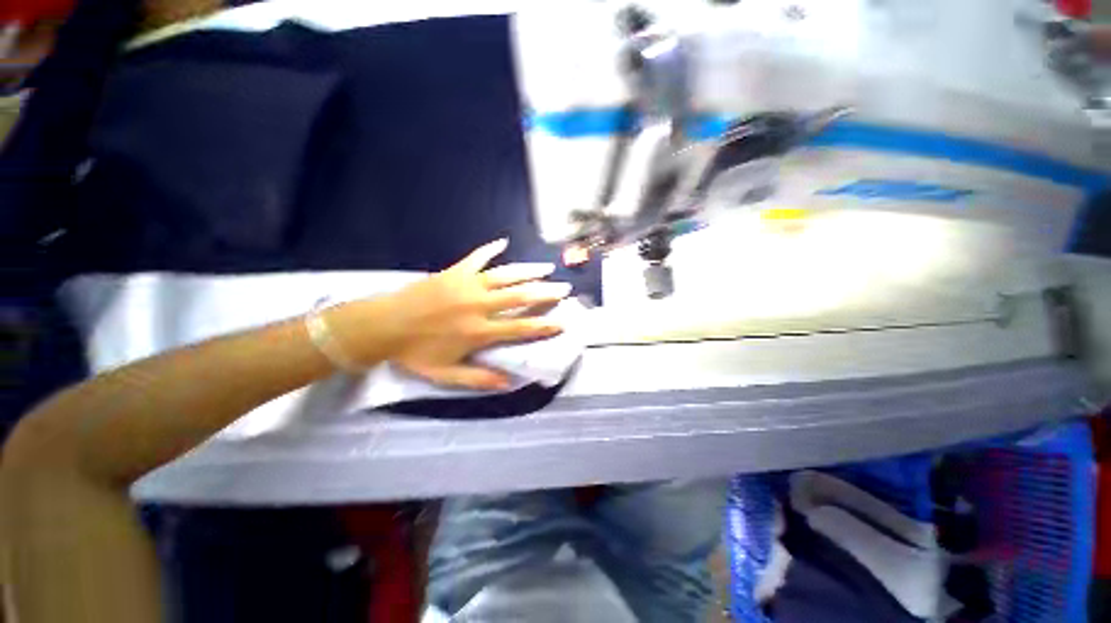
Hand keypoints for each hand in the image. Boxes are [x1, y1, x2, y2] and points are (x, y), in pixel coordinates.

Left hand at [327, 239, 570, 389]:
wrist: (383, 325)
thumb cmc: (415, 352)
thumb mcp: (446, 374)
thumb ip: (479, 377)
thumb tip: (509, 382)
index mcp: (479, 331)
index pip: (521, 328)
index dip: (545, 325)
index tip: (564, 321)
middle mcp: (480, 305)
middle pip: (521, 296)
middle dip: (546, 293)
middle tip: (565, 288)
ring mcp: (468, 285)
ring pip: (506, 275)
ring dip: (529, 270)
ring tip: (547, 268)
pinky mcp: (455, 272)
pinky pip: (477, 257)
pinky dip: (490, 249)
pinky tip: (503, 241)